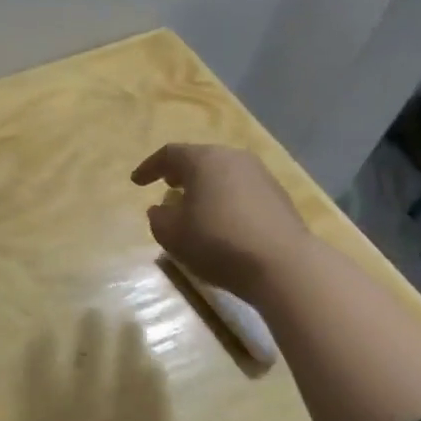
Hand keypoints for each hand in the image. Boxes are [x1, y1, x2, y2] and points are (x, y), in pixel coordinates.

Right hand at [131, 143, 308, 297]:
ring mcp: (261, 176)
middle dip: (180, 173)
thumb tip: (161, 209)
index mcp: (204, 159)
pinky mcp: (279, 197)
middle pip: (200, 159)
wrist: (284, 265)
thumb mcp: (172, 233)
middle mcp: (234, 158)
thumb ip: (159, 217)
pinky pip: (241, 190)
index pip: (169, 154)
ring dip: (205, 187)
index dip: (149, 167)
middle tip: (166, 186)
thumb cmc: (218, 242)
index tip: (136, 182)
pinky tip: (221, 220)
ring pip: (223, 174)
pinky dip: (225, 199)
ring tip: (193, 205)